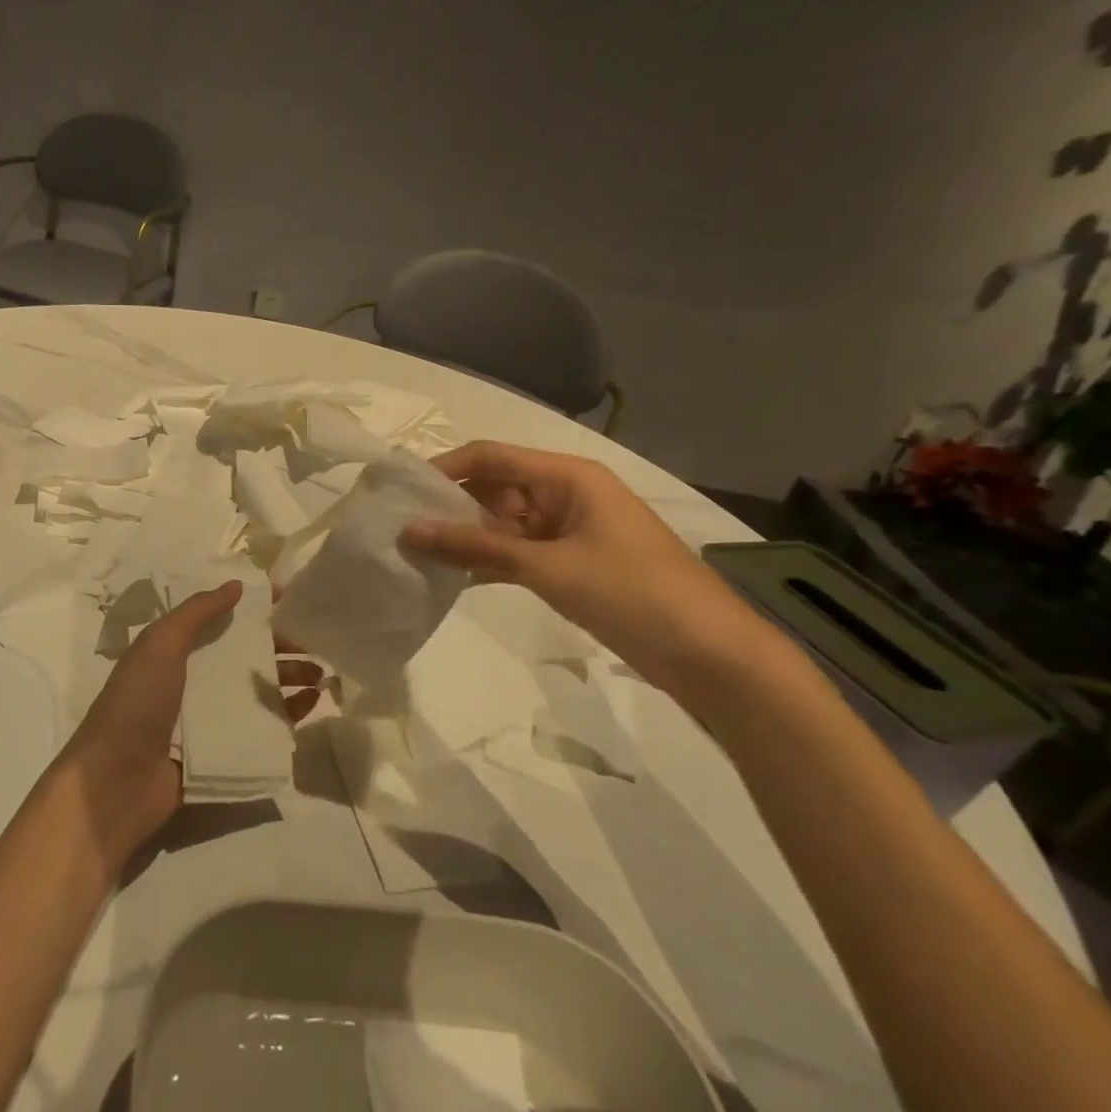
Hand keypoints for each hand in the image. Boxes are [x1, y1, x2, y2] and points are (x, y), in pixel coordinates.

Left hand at [59, 582, 329, 861]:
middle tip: (316, 642)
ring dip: (289, 678)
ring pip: (258, 690)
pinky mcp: (224, 752)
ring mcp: (210, 718)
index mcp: (175, 651)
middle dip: (280, 646)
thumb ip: (197, 613)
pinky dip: (287, 715)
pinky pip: (261, 728)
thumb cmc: (136, 703)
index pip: (221, 621)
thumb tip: (237, 584)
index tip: (288, 598)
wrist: (116, 782)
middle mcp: (195, 680)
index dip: (252, 609)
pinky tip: (311, 704)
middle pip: (245, 656)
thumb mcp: (160, 645)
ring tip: (322, 673)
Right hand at [398, 441, 781, 692]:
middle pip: (495, 488)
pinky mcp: (571, 564)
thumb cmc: (631, 593)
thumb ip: (474, 548)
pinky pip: (518, 552)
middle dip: (451, 506)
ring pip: (503, 523)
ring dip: (467, 538)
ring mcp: (569, 531)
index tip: (400, 491)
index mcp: (567, 476)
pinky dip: (489, 562)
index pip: (492, 456)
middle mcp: (566, 494)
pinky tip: (452, 577)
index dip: (445, 468)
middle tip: (402, 530)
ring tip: (417, 554)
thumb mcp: (546, 567)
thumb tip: (409, 530)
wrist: (710, 655)